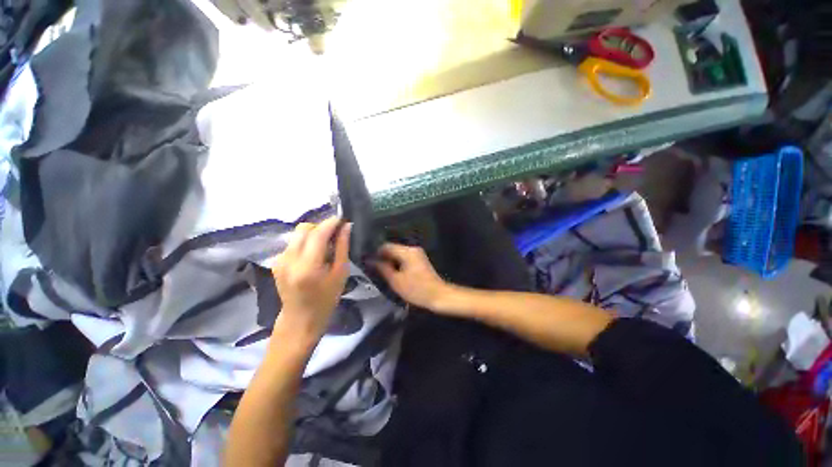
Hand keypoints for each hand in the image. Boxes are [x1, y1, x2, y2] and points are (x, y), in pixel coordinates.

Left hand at [271, 217, 351, 346]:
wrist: (300, 319)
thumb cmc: (326, 299)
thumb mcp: (340, 274)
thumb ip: (342, 248)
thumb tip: (346, 226)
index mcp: (307, 266)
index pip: (318, 233)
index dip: (332, 222)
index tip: (343, 219)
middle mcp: (289, 259)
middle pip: (305, 228)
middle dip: (322, 226)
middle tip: (336, 234)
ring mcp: (280, 260)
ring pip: (298, 233)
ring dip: (314, 233)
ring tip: (327, 244)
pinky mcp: (277, 261)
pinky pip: (294, 242)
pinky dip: (306, 241)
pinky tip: (315, 253)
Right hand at [374, 243, 451, 310]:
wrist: (438, 296)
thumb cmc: (416, 289)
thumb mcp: (396, 281)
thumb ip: (383, 269)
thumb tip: (371, 261)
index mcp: (407, 251)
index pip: (386, 246)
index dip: (376, 253)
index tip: (368, 262)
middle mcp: (413, 249)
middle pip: (393, 249)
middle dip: (383, 258)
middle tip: (373, 269)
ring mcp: (417, 254)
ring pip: (398, 254)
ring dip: (390, 261)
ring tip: (381, 272)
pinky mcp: (420, 260)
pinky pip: (404, 258)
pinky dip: (398, 264)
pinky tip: (393, 273)